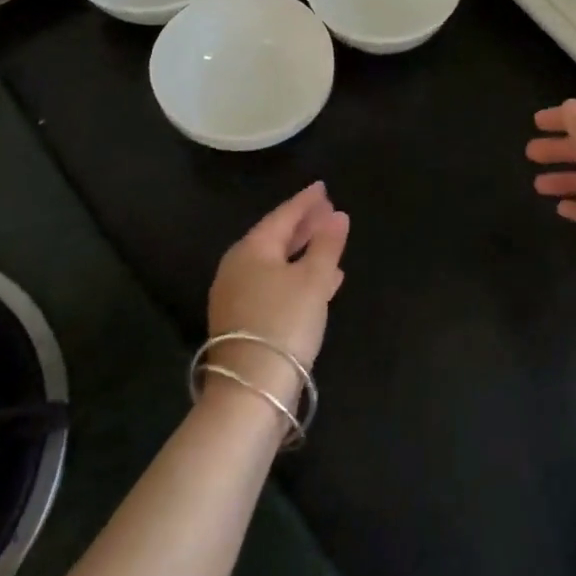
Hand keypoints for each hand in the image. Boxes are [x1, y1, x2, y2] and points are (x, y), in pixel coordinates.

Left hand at [206, 182, 348, 409]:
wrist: (251, 388)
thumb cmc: (285, 322)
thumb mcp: (314, 280)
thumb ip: (327, 244)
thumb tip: (338, 216)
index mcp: (252, 250)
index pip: (283, 215)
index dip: (306, 201)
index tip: (323, 187)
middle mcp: (238, 267)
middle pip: (276, 237)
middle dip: (305, 224)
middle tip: (329, 210)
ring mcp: (237, 295)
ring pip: (277, 262)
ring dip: (304, 250)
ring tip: (330, 241)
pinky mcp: (243, 319)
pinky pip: (275, 283)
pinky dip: (297, 274)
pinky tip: (322, 280)